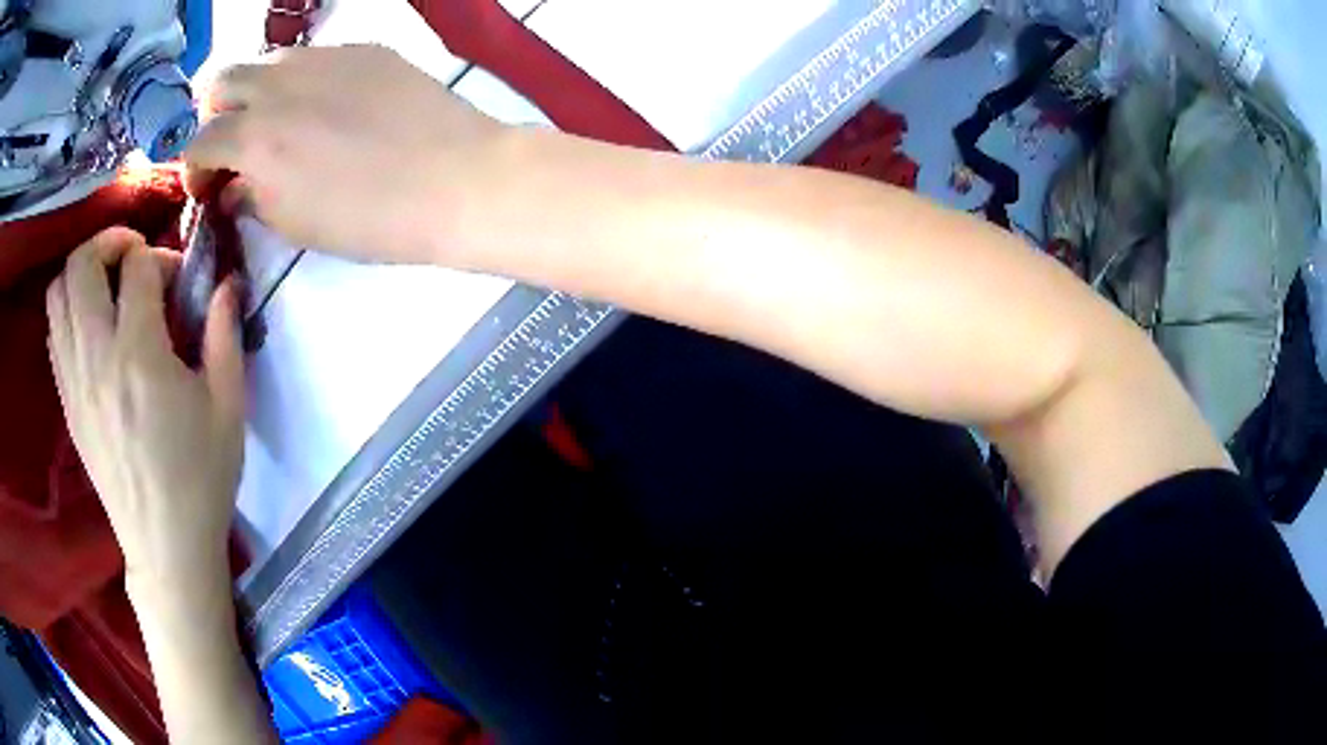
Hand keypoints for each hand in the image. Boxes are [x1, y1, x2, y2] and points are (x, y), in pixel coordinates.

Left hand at [46, 228, 244, 600]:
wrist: (165, 546)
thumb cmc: (202, 479)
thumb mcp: (228, 407)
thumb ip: (224, 333)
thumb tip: (227, 281)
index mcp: (139, 355)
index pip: (136, 265)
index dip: (159, 257)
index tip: (176, 281)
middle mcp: (96, 356)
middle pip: (81, 262)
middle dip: (108, 242)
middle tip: (131, 259)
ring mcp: (74, 380)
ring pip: (57, 292)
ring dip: (80, 273)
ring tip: (105, 287)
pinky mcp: (67, 402)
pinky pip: (54, 332)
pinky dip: (68, 310)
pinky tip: (90, 328)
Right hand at [186, 44, 509, 263]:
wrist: (456, 179)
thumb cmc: (371, 218)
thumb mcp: (294, 225)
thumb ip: (252, 198)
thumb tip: (233, 189)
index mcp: (254, 140)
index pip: (198, 142)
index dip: (193, 167)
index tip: (206, 186)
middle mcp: (278, 88)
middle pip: (221, 82)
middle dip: (215, 114)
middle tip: (234, 144)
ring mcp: (322, 58)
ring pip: (266, 61)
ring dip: (256, 90)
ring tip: (278, 121)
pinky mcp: (362, 47)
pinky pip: (313, 55)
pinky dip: (300, 79)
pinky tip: (325, 104)